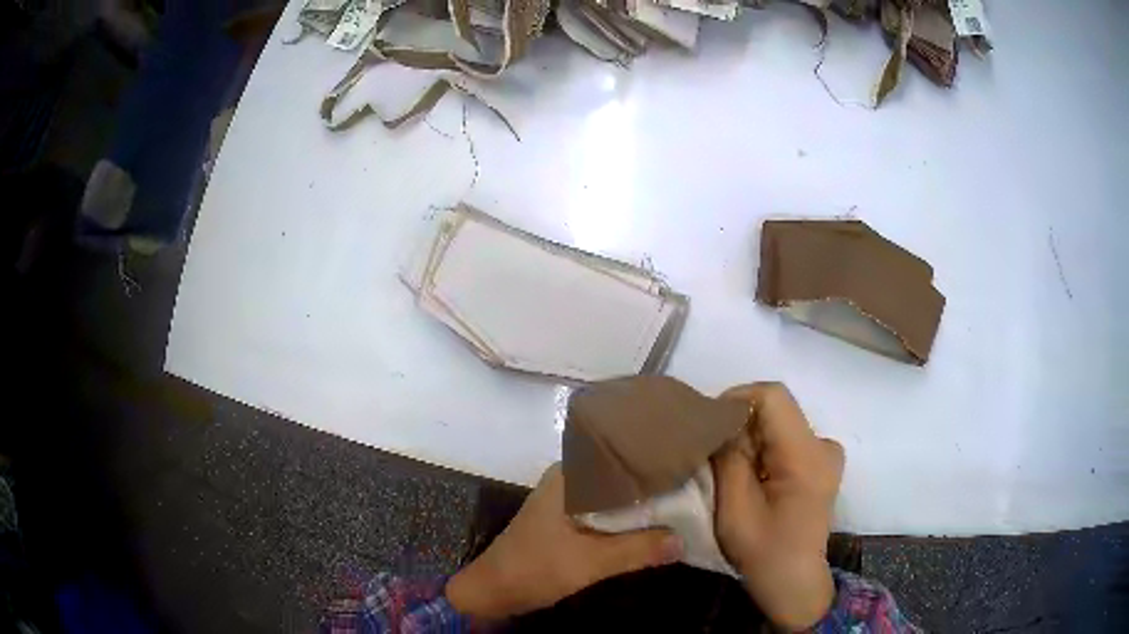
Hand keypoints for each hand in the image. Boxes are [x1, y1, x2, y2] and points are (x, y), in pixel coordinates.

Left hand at [446, 464, 682, 620]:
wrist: (493, 590)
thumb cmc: (534, 568)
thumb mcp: (589, 562)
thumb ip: (637, 550)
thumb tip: (683, 541)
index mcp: (570, 477)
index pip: (620, 455)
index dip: (655, 457)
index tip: (690, 459)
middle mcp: (570, 480)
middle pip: (621, 474)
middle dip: (654, 480)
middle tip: (695, 480)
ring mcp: (569, 500)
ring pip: (616, 494)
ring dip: (643, 501)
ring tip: (684, 498)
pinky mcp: (570, 520)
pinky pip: (608, 511)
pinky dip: (629, 517)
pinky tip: (653, 523)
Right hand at [712, 383, 844, 630]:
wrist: (794, 581)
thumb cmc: (764, 551)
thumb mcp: (734, 508)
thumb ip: (728, 458)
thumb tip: (721, 424)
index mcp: (807, 455)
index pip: (773, 396)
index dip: (737, 399)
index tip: (710, 425)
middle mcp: (824, 445)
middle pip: (776, 409)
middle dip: (741, 425)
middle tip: (716, 456)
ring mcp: (827, 454)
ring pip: (780, 423)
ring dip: (752, 439)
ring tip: (733, 471)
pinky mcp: (822, 464)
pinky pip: (788, 439)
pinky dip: (765, 449)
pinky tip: (754, 478)